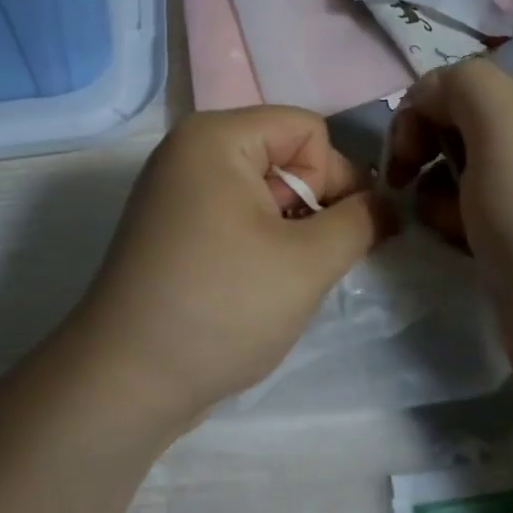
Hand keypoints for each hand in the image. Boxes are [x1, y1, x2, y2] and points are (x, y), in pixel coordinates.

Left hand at [68, 106, 394, 431]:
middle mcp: (189, 152)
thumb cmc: (221, 308)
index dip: (337, 177)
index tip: (340, 234)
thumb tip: (387, 206)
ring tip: (285, 281)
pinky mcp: (171, 231)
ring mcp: (175, 193)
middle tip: (312, 263)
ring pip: (264, 192)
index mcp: (215, 137)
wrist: (126, 382)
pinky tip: (259, 289)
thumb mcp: (308, 262)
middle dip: (314, 206)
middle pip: (285, 157)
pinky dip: (261, 245)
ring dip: (291, 232)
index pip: (308, 130)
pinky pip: (236, 217)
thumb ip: (361, 222)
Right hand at [386, 59, 512, 401]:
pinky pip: (468, 218)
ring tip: (441, 223)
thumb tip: (428, 99)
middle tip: (411, 185)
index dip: (425, 109)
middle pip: (460, 128)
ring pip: (459, 176)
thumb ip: (464, 87)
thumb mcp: (507, 129)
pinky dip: (451, 226)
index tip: (405, 153)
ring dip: (434, 192)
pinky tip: (453, 246)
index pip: (465, 84)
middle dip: (427, 150)